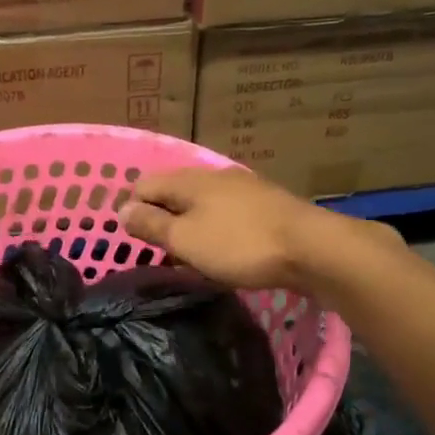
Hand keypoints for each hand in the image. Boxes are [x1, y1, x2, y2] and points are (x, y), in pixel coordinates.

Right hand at [123, 167, 400, 292]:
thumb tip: (122, 210)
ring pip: (201, 204)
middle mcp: (214, 176)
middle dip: (162, 220)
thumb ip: (151, 225)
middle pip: (173, 193)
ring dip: (190, 227)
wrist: (313, 248)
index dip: (132, 211)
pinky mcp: (266, 206)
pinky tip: (224, 252)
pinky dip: (216, 231)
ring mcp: (243, 188)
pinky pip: (227, 215)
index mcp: (189, 180)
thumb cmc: (240, 244)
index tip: (135, 243)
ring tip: (191, 258)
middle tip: (161, 254)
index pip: (143, 185)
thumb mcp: (186, 239)